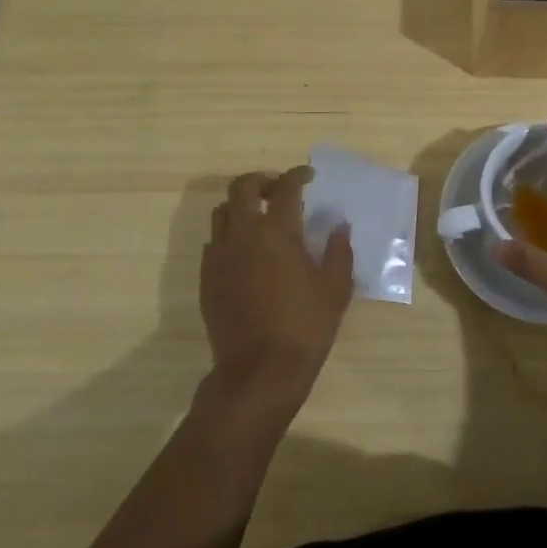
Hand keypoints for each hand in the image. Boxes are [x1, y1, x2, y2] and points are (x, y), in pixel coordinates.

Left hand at [200, 166, 354, 408]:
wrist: (259, 371)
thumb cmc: (305, 327)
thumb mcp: (335, 289)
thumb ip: (339, 251)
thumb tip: (339, 226)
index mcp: (277, 232)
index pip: (286, 187)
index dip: (298, 175)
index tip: (309, 176)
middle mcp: (243, 234)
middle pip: (242, 188)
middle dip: (262, 181)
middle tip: (280, 190)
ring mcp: (219, 256)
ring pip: (221, 212)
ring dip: (241, 206)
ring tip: (260, 218)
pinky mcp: (207, 278)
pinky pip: (214, 242)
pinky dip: (229, 235)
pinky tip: (246, 252)